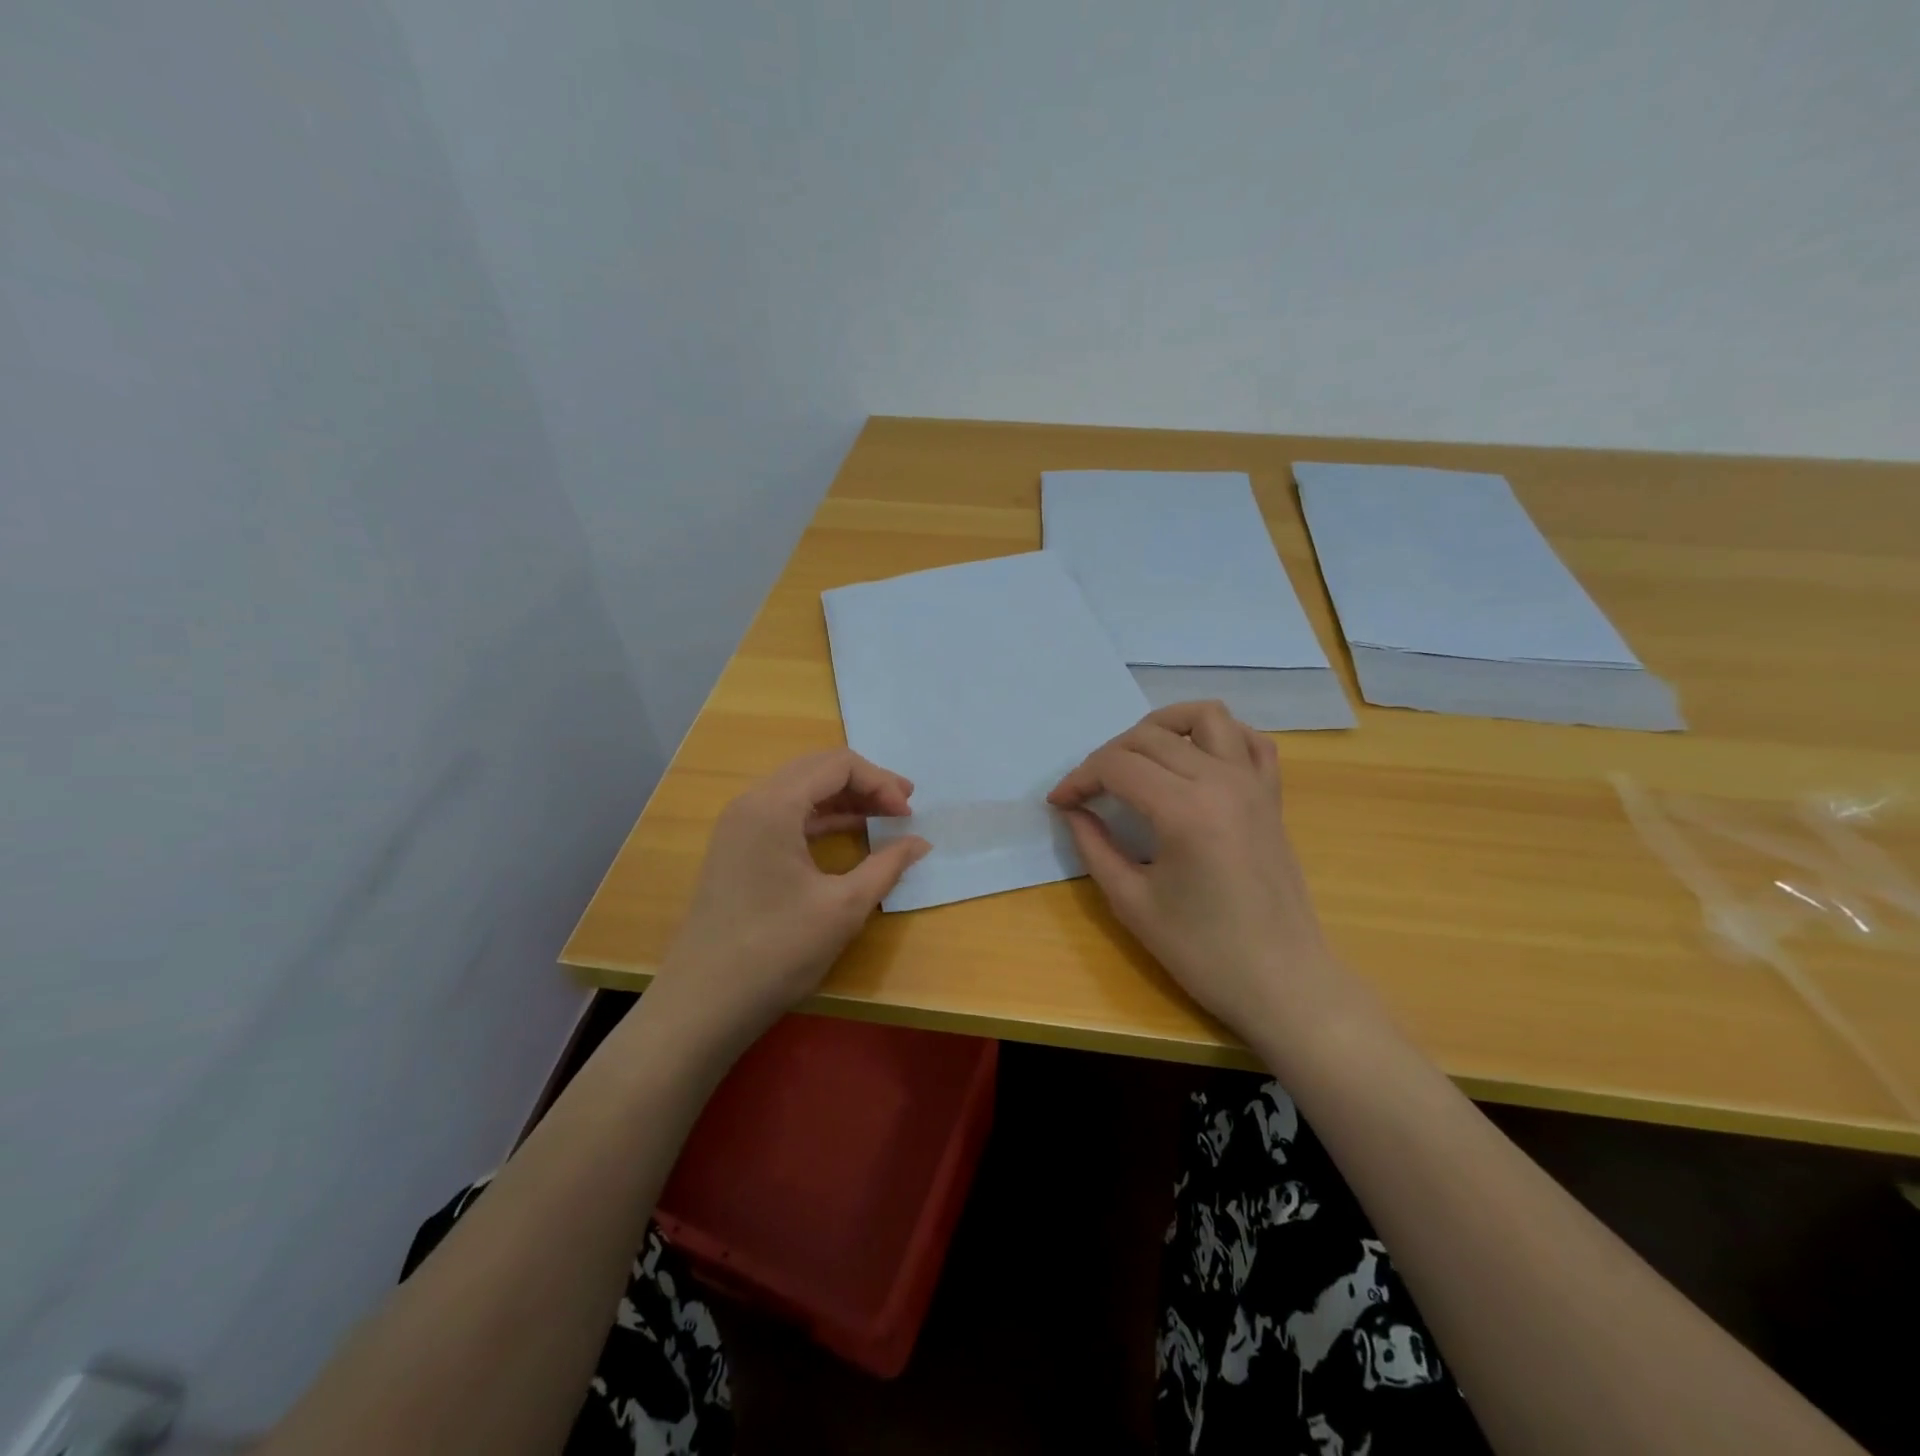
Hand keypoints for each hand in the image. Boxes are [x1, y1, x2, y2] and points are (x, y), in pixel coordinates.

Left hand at [653, 750, 929, 1046]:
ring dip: (843, 799)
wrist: (704, 1003)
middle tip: (902, 806)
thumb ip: (887, 865)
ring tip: (883, 817)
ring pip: (800, 791)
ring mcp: (738, 826)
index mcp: (774, 805)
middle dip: (864, 783)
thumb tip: (920, 843)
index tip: (908, 815)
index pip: (837, 765)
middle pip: (816, 770)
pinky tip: (849, 836)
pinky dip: (820, 819)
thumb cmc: (778, 950)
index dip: (880, 783)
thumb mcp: (844, 907)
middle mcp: (751, 803)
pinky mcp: (736, 849)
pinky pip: (785, 815)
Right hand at [1048, 701, 1349, 1045]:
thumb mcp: (1132, 903)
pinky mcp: (1272, 796)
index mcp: (1184, 810)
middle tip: (1088, 792)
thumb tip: (1072, 812)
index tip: (1059, 803)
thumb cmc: (1202, 952)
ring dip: (1162, 726)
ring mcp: (1253, 784)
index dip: (1079, 778)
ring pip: (1205, 716)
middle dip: (1108, 756)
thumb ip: (1095, 847)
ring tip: (1138, 757)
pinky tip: (1196, 760)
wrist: (1283, 982)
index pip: (1116, 766)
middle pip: (1150, 736)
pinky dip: (1219, 737)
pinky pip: (1250, 741)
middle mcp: (1221, 781)